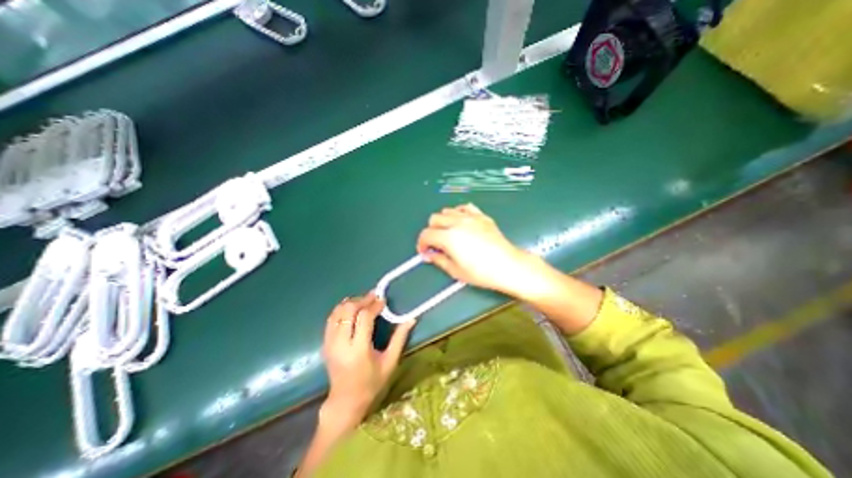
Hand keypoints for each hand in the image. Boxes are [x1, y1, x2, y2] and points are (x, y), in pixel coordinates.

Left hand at [322, 293, 413, 423]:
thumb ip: (400, 338)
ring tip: (364, 301)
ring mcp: (330, 343)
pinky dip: (341, 309)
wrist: (346, 401)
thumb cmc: (372, 383)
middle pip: (348, 311)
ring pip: (337, 312)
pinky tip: (352, 307)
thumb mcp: (390, 361)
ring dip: (351, 303)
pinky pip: (331, 319)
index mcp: (358, 350)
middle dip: (362, 300)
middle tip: (374, 297)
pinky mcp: (325, 344)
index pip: (364, 318)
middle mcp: (341, 344)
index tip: (383, 300)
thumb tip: (411, 319)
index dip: (374, 306)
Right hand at [416, 203, 534, 297]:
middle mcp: (457, 222)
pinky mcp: (482, 216)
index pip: (426, 234)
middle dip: (431, 231)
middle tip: (435, 244)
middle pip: (434, 219)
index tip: (424, 251)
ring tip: (448, 233)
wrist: (508, 266)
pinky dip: (458, 213)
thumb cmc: (482, 273)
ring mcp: (470, 217)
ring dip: (443, 221)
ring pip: (447, 210)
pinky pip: (465, 207)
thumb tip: (429, 255)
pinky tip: (461, 222)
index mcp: (449, 237)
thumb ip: (438, 260)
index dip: (421, 243)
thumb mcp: (455, 271)